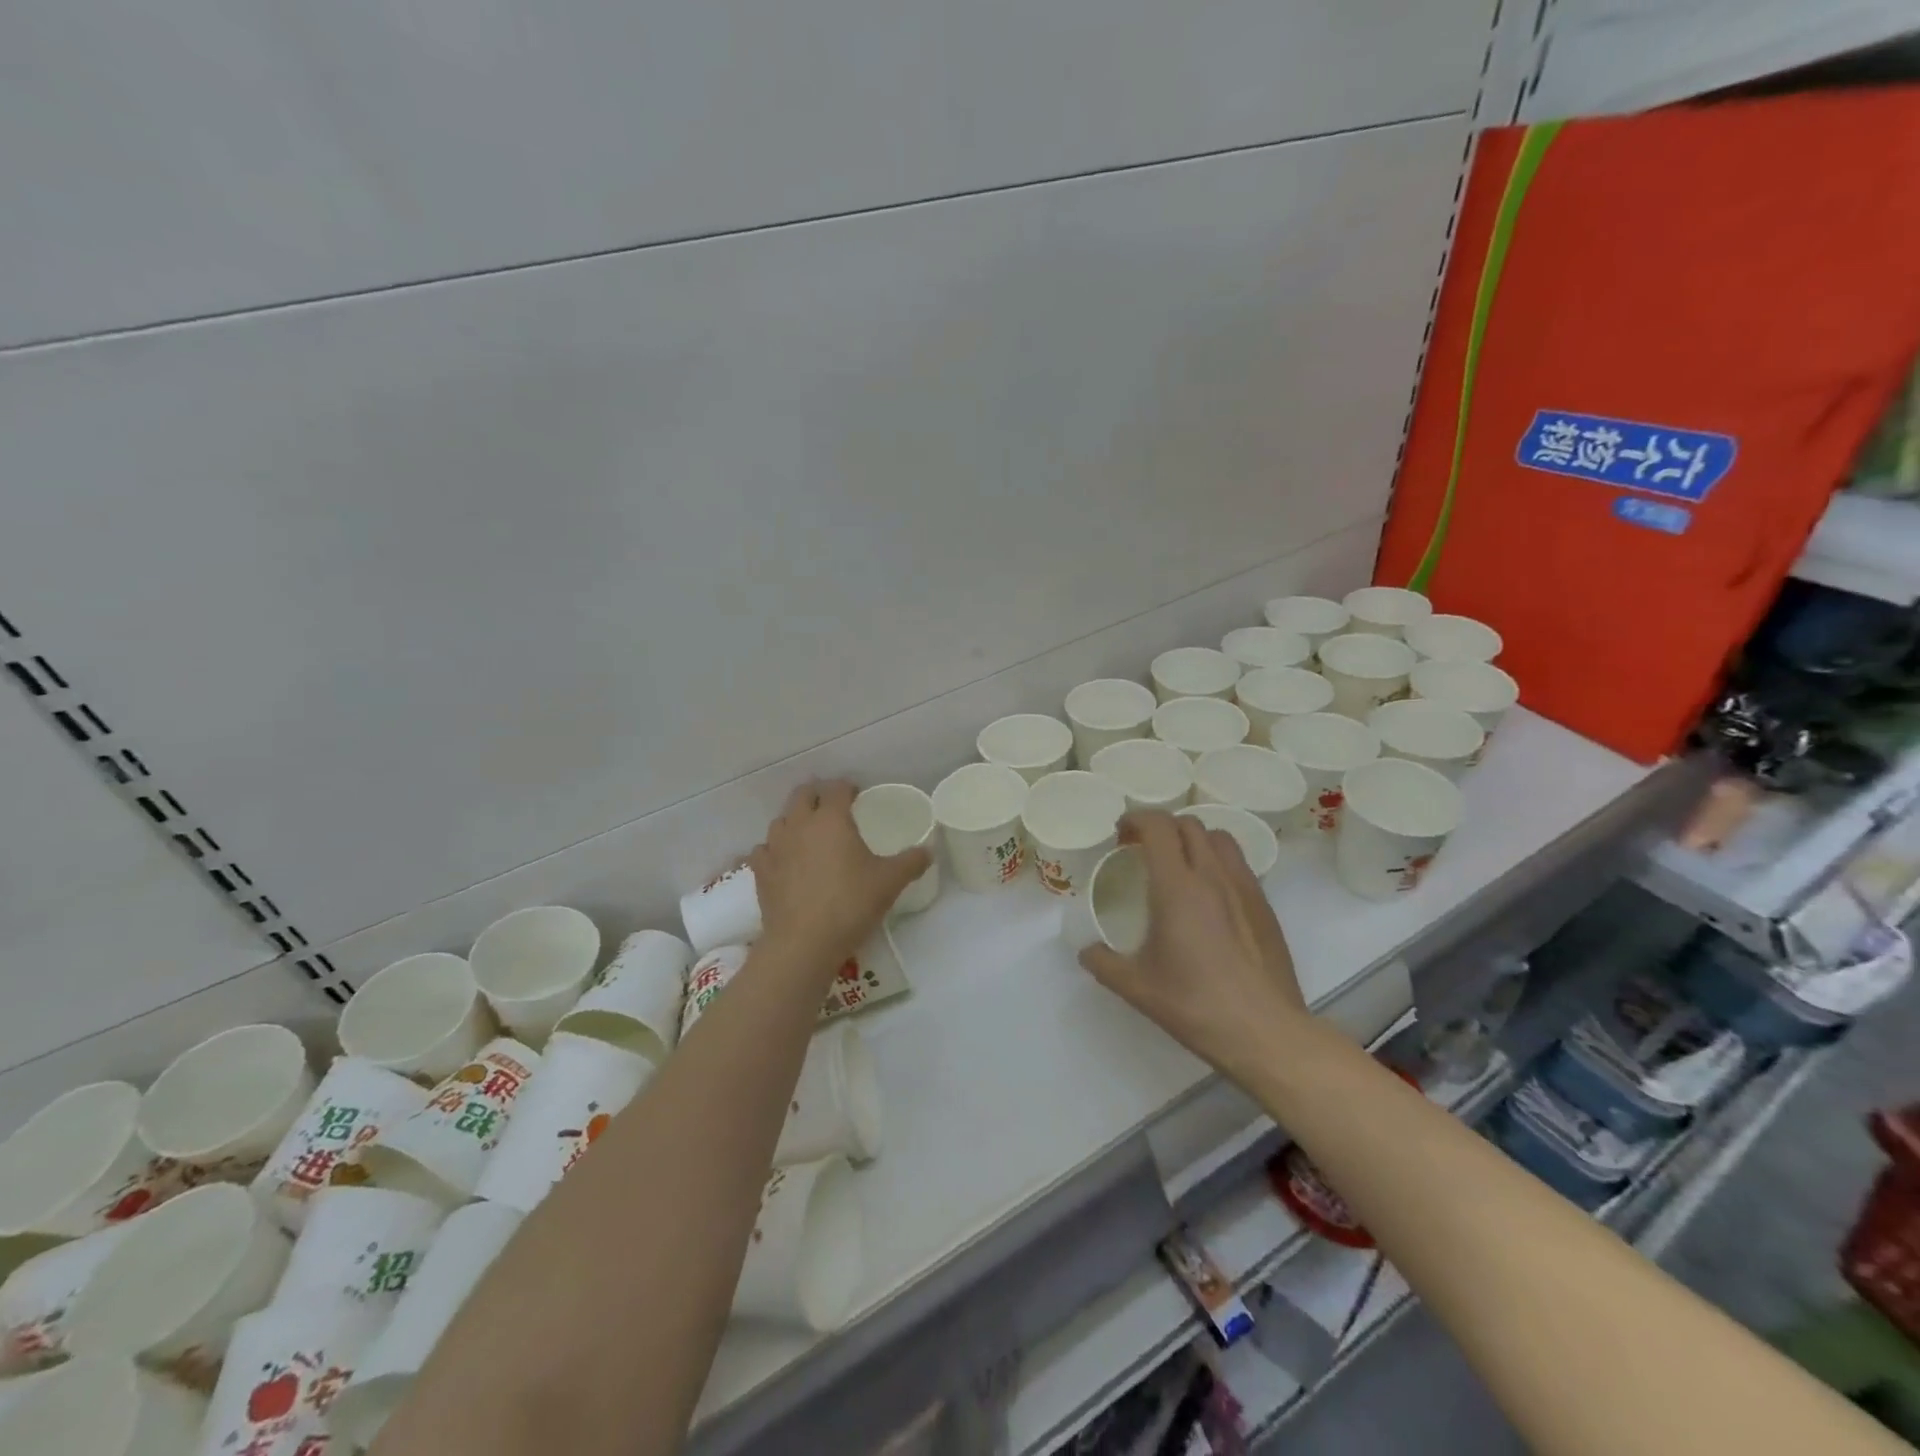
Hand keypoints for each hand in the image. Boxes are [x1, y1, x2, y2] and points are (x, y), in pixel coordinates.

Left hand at [749, 780, 931, 964]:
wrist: (804, 943)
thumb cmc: (851, 904)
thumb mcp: (890, 882)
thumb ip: (911, 862)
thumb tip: (929, 851)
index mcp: (832, 819)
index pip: (837, 789)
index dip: (848, 788)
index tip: (857, 795)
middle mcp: (800, 825)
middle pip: (803, 795)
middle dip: (818, 794)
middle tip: (833, 807)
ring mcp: (775, 847)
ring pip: (781, 819)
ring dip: (795, 819)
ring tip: (809, 832)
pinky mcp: (760, 871)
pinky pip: (764, 849)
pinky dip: (775, 848)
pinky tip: (784, 860)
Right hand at [1078, 812, 1309, 1078]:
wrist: (1264, 1032)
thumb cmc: (1195, 1004)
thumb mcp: (1136, 987)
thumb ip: (1103, 963)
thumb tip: (1086, 952)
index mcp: (1177, 887)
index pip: (1158, 826)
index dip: (1136, 819)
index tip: (1121, 834)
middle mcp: (1213, 876)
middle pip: (1188, 824)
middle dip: (1161, 827)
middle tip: (1143, 850)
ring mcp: (1245, 888)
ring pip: (1219, 838)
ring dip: (1193, 839)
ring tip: (1179, 865)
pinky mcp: (1265, 906)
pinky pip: (1239, 864)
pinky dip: (1217, 862)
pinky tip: (1209, 897)